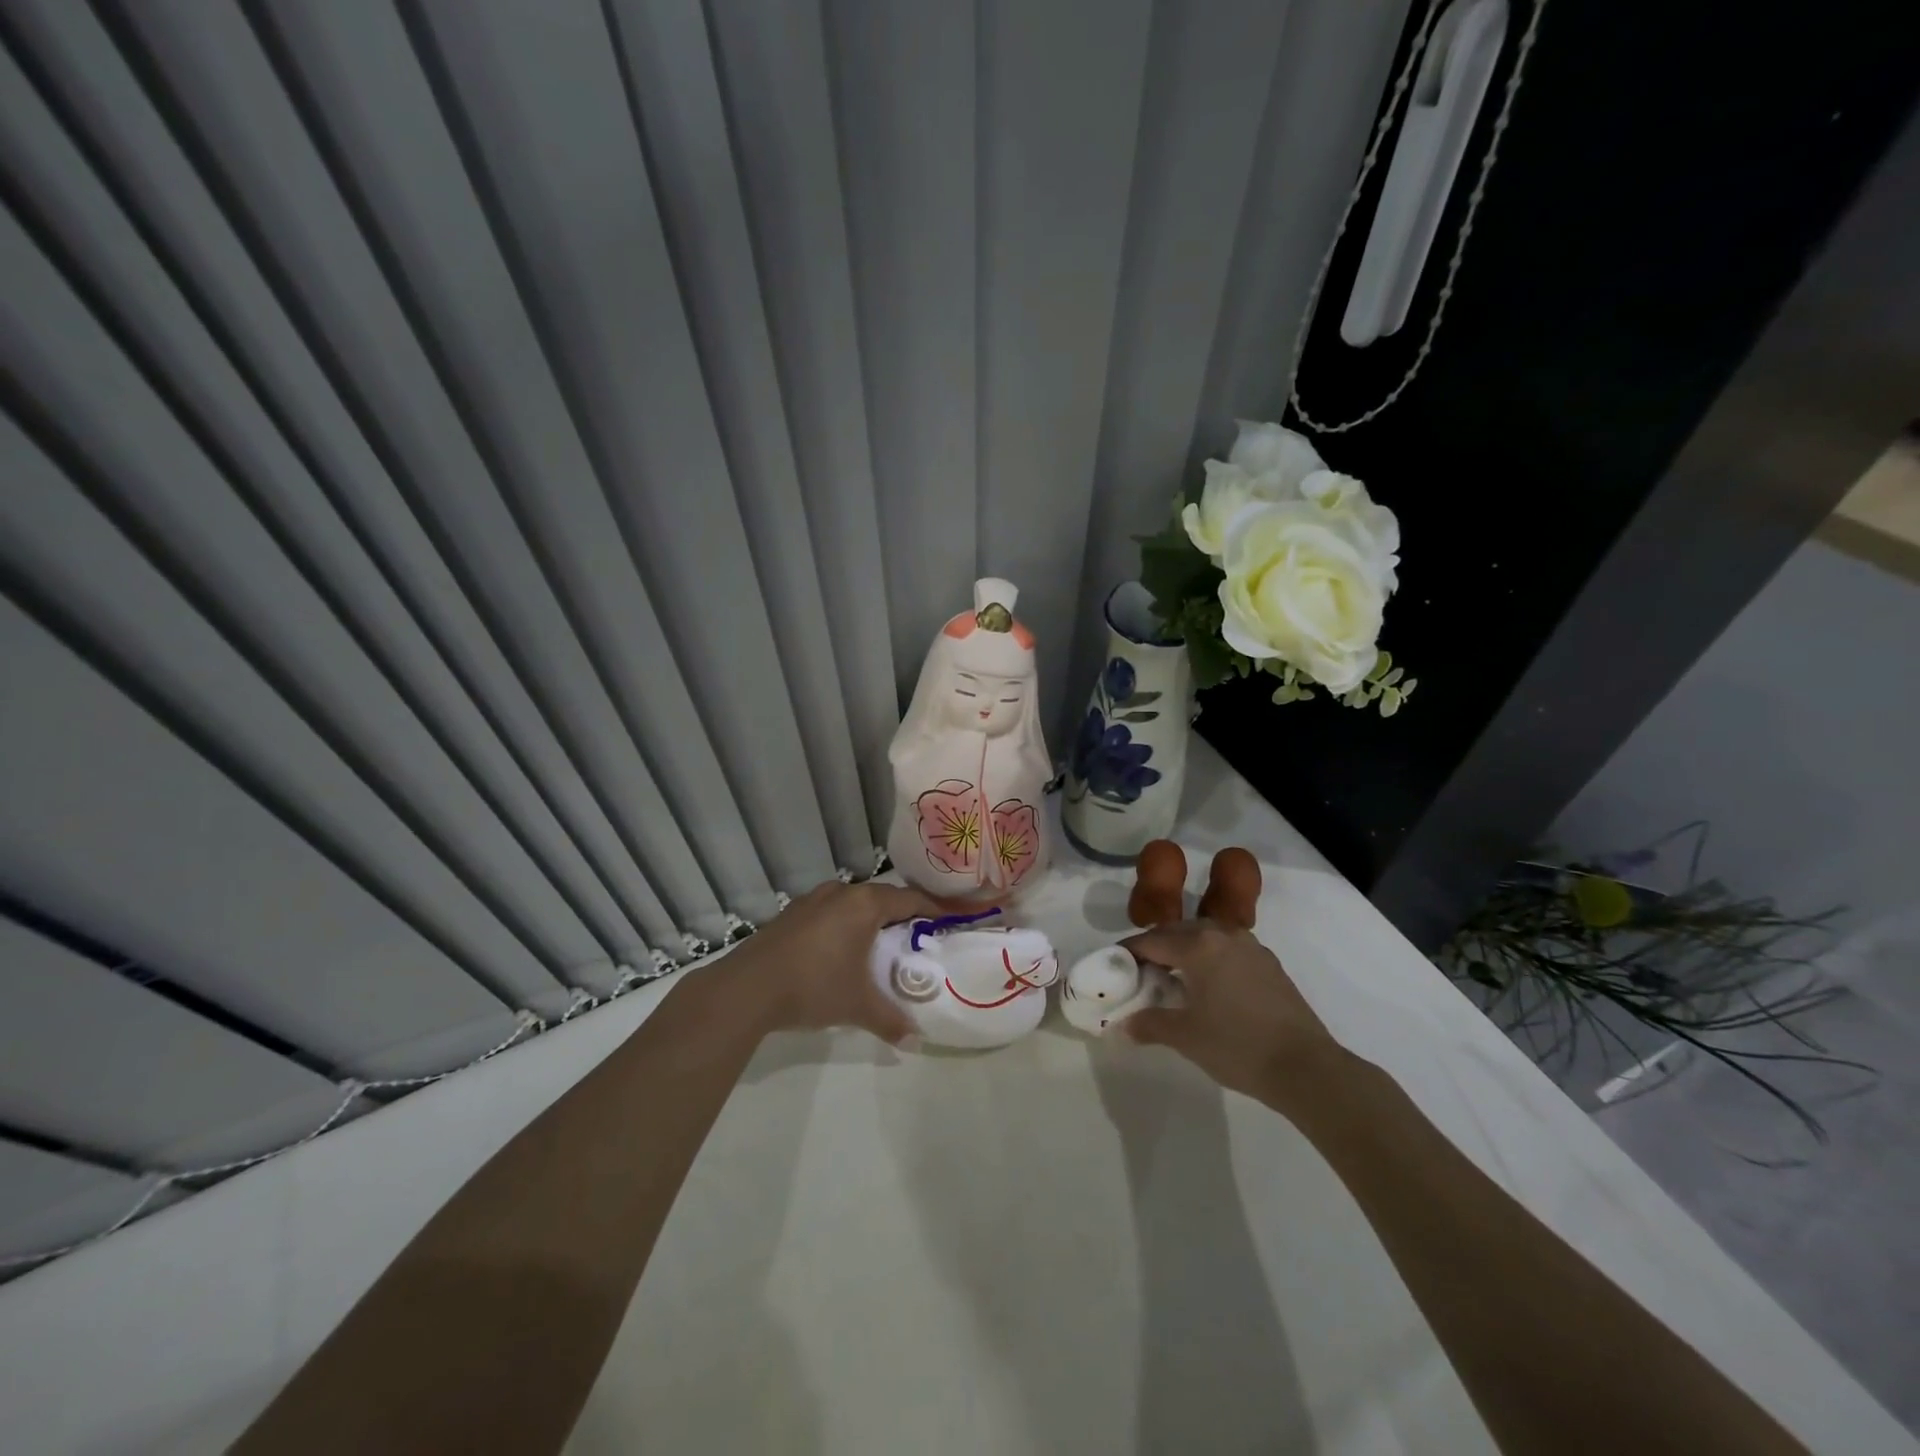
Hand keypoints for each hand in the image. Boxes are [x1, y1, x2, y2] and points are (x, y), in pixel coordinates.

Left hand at [718, 880, 944, 1044]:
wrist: (746, 989)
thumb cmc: (814, 987)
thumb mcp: (858, 1007)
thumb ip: (891, 1021)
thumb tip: (915, 1042)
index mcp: (864, 905)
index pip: (911, 899)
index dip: (935, 909)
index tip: (952, 919)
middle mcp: (841, 893)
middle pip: (882, 897)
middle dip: (902, 913)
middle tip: (919, 934)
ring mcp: (812, 900)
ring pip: (852, 902)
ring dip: (869, 917)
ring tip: (881, 941)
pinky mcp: (790, 913)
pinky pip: (829, 911)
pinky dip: (843, 924)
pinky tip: (840, 949)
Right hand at [1121, 919, 1341, 1107]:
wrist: (1306, 1068)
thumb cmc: (1238, 1047)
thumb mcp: (1185, 1037)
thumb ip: (1150, 1024)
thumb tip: (1125, 1025)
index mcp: (1199, 946)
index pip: (1152, 940)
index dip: (1128, 952)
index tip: (1112, 965)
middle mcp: (1223, 935)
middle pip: (1178, 932)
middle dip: (1155, 947)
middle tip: (1139, 972)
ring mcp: (1251, 947)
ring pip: (1205, 937)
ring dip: (1184, 950)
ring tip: (1172, 977)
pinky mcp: (1269, 964)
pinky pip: (1227, 949)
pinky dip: (1209, 959)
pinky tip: (1207, 985)